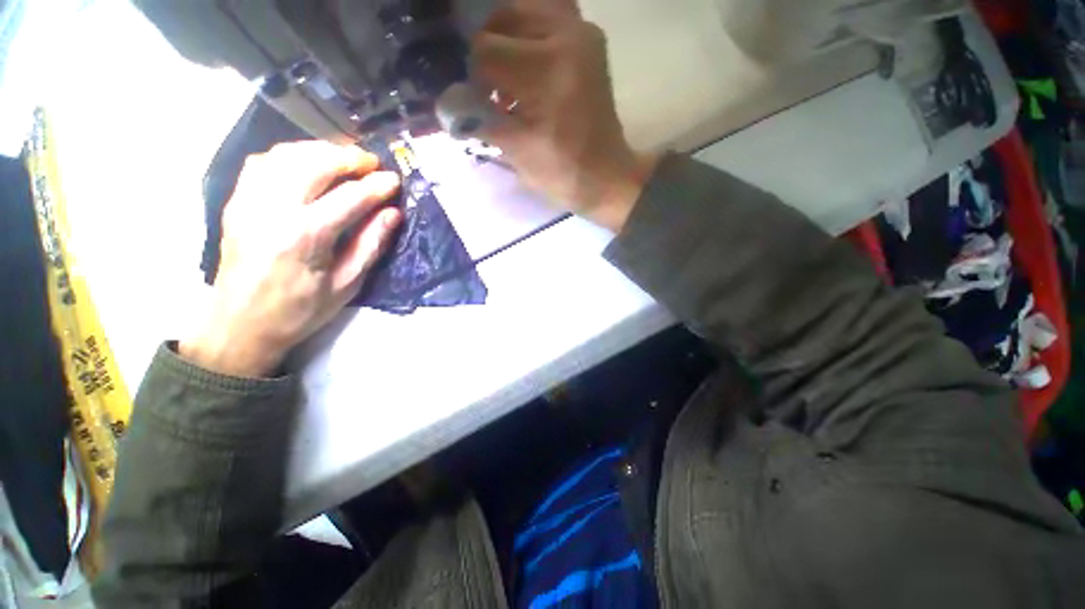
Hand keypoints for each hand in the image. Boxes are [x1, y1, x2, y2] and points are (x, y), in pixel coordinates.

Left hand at [181, 142, 401, 377]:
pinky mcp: (236, 202)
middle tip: (372, 163)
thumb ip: (370, 245)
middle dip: (349, 158)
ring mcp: (249, 201)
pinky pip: (263, 162)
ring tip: (344, 159)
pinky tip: (307, 164)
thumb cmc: (300, 310)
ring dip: (320, 151)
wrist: (240, 324)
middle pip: (315, 164)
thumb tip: (392, 214)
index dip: (377, 186)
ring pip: (286, 155)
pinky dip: (290, 155)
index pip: (350, 197)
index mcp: (305, 236)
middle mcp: (273, 209)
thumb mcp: (347, 284)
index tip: (395, 180)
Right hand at [473, 0, 657, 231]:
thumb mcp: (516, 150)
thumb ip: (480, 117)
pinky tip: (525, 69)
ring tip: (505, 76)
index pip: (485, 49)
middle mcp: (567, 35)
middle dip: (487, 52)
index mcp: (546, 69)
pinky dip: (528, 36)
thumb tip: (450, 100)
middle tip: (488, 87)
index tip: (475, 99)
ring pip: (525, 10)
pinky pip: (547, 18)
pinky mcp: (590, 39)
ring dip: (506, 38)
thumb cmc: (562, 172)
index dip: (472, 75)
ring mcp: (583, 32)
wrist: (605, 177)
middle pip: (502, 17)